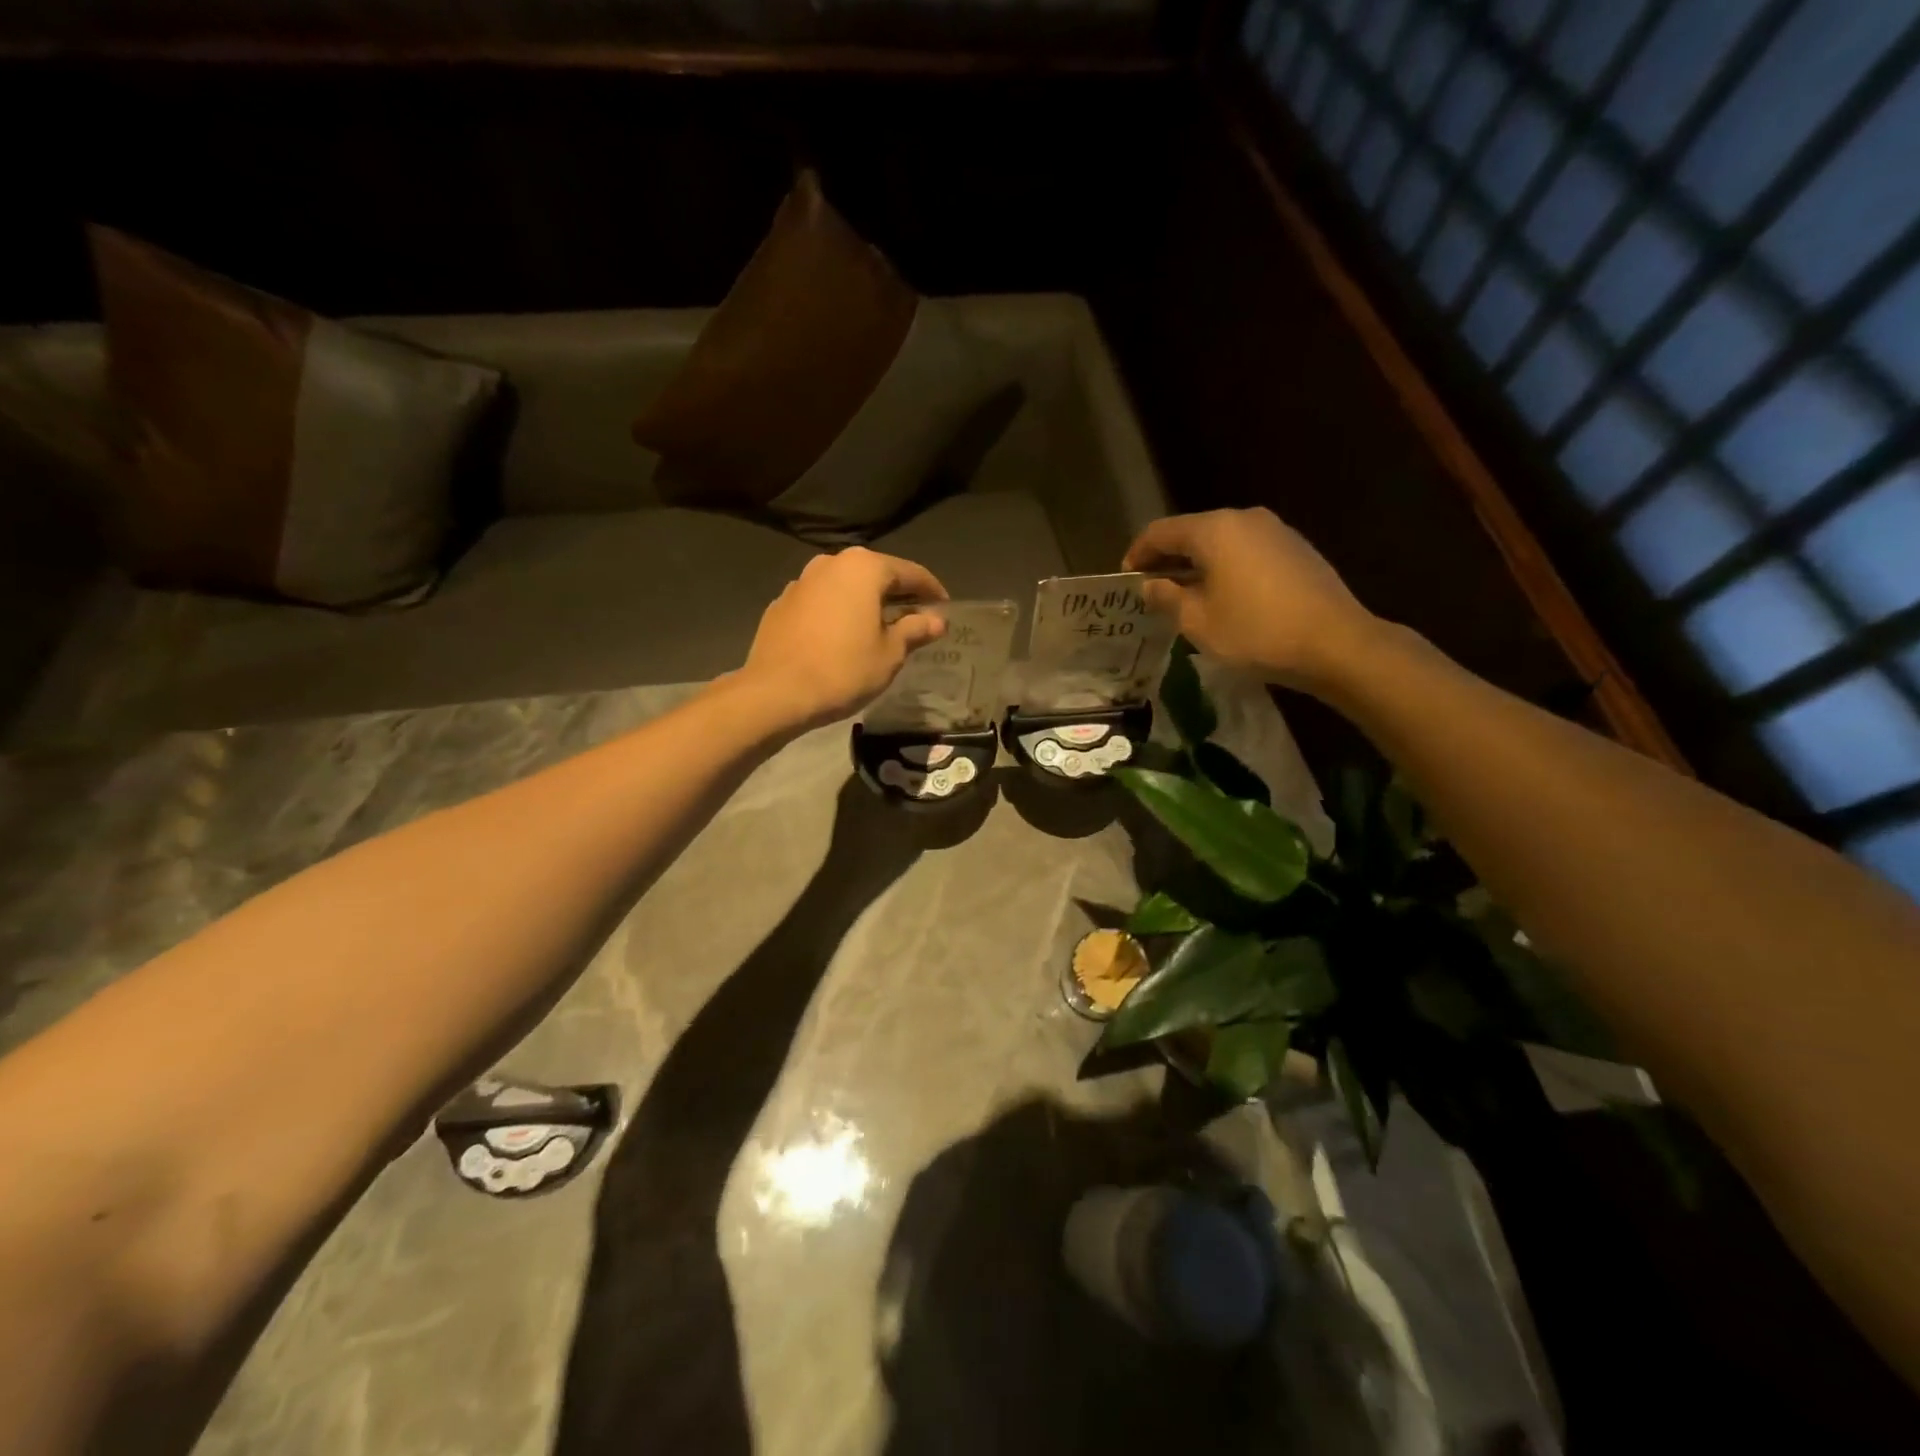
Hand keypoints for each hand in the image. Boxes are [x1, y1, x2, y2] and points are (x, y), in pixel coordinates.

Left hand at [739, 548, 947, 729]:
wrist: (776, 692)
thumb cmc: (843, 669)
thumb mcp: (890, 653)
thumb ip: (915, 630)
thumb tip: (937, 620)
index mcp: (864, 568)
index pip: (910, 572)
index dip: (932, 590)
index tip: (945, 608)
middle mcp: (831, 563)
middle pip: (875, 575)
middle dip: (898, 595)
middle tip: (916, 618)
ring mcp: (801, 581)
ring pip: (845, 587)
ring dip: (866, 603)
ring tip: (880, 628)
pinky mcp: (781, 603)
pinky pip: (822, 602)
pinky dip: (839, 613)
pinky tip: (843, 637)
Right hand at [1123, 508, 1377, 690]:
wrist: (1335, 643)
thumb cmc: (1256, 632)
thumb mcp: (1198, 622)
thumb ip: (1167, 597)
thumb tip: (1151, 584)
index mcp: (1214, 530)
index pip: (1160, 532)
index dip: (1137, 554)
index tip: (1126, 580)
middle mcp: (1244, 519)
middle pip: (1192, 532)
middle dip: (1168, 559)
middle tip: (1152, 590)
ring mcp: (1274, 531)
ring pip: (1221, 542)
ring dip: (1197, 565)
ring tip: (1184, 597)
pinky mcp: (1295, 549)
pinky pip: (1246, 552)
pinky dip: (1225, 568)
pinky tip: (1223, 597)